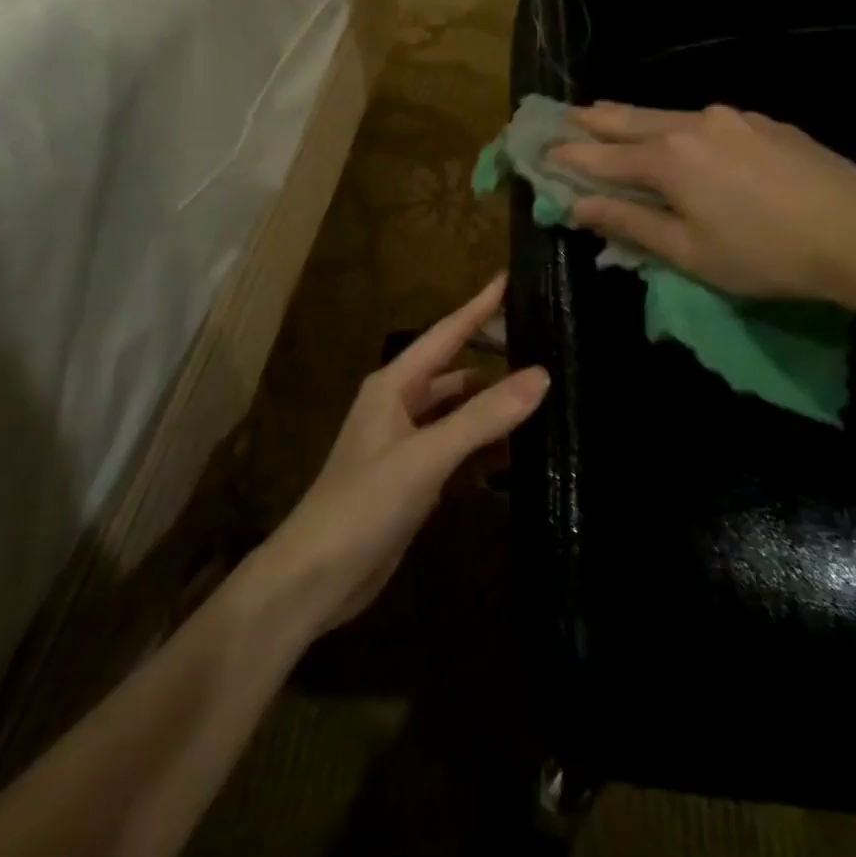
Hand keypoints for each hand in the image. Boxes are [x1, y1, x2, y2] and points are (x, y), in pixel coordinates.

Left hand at [254, 275, 547, 635]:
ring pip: (455, 410)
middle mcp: (398, 405)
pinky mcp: (411, 479)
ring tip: (539, 393)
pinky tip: (514, 453)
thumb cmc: (364, 504)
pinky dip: (481, 445)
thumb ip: (483, 417)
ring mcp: (404, 444)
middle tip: (539, 340)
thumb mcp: (426, 456)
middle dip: (490, 354)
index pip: (446, 333)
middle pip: (453, 369)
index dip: (479, 307)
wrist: (315, 578)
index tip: (511, 279)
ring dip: (489, 403)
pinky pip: (454, 448)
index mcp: (394, 385)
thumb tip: (540, 375)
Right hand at [550, 102, 855, 309]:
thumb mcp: (689, 253)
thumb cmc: (765, 253)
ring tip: (609, 116)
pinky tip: (678, 132)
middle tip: (565, 115)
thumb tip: (581, 206)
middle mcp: (693, 124)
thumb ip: (631, 225)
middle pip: (630, 120)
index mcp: (668, 159)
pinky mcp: (762, 122)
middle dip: (594, 121)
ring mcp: (732, 118)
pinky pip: (702, 119)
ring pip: (667, 114)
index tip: (540, 151)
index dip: (569, 157)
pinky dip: (674, 124)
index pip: (602, 157)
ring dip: (632, 118)